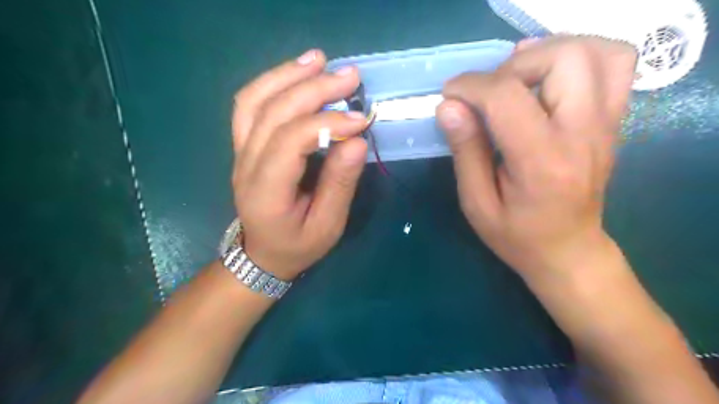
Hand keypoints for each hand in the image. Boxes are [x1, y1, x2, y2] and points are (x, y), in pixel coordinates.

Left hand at [231, 48, 367, 278]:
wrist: (262, 254)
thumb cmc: (298, 245)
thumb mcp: (327, 225)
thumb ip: (340, 184)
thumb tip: (356, 141)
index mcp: (266, 191)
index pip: (291, 141)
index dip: (327, 123)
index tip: (361, 118)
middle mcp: (245, 165)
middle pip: (273, 112)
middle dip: (313, 89)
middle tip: (350, 76)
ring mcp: (240, 151)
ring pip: (254, 100)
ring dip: (287, 75)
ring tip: (319, 60)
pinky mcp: (243, 145)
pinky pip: (250, 104)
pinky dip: (272, 82)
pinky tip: (296, 73)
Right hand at [435, 36, 636, 283]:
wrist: (569, 251)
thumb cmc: (516, 236)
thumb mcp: (477, 202)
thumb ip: (465, 151)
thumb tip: (448, 106)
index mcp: (541, 163)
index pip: (507, 97)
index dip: (471, 86)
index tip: (450, 95)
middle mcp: (583, 135)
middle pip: (563, 58)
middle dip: (512, 65)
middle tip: (488, 91)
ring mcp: (606, 125)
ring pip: (595, 51)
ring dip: (547, 54)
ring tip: (516, 77)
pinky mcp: (613, 122)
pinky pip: (614, 65)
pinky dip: (578, 57)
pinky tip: (546, 78)